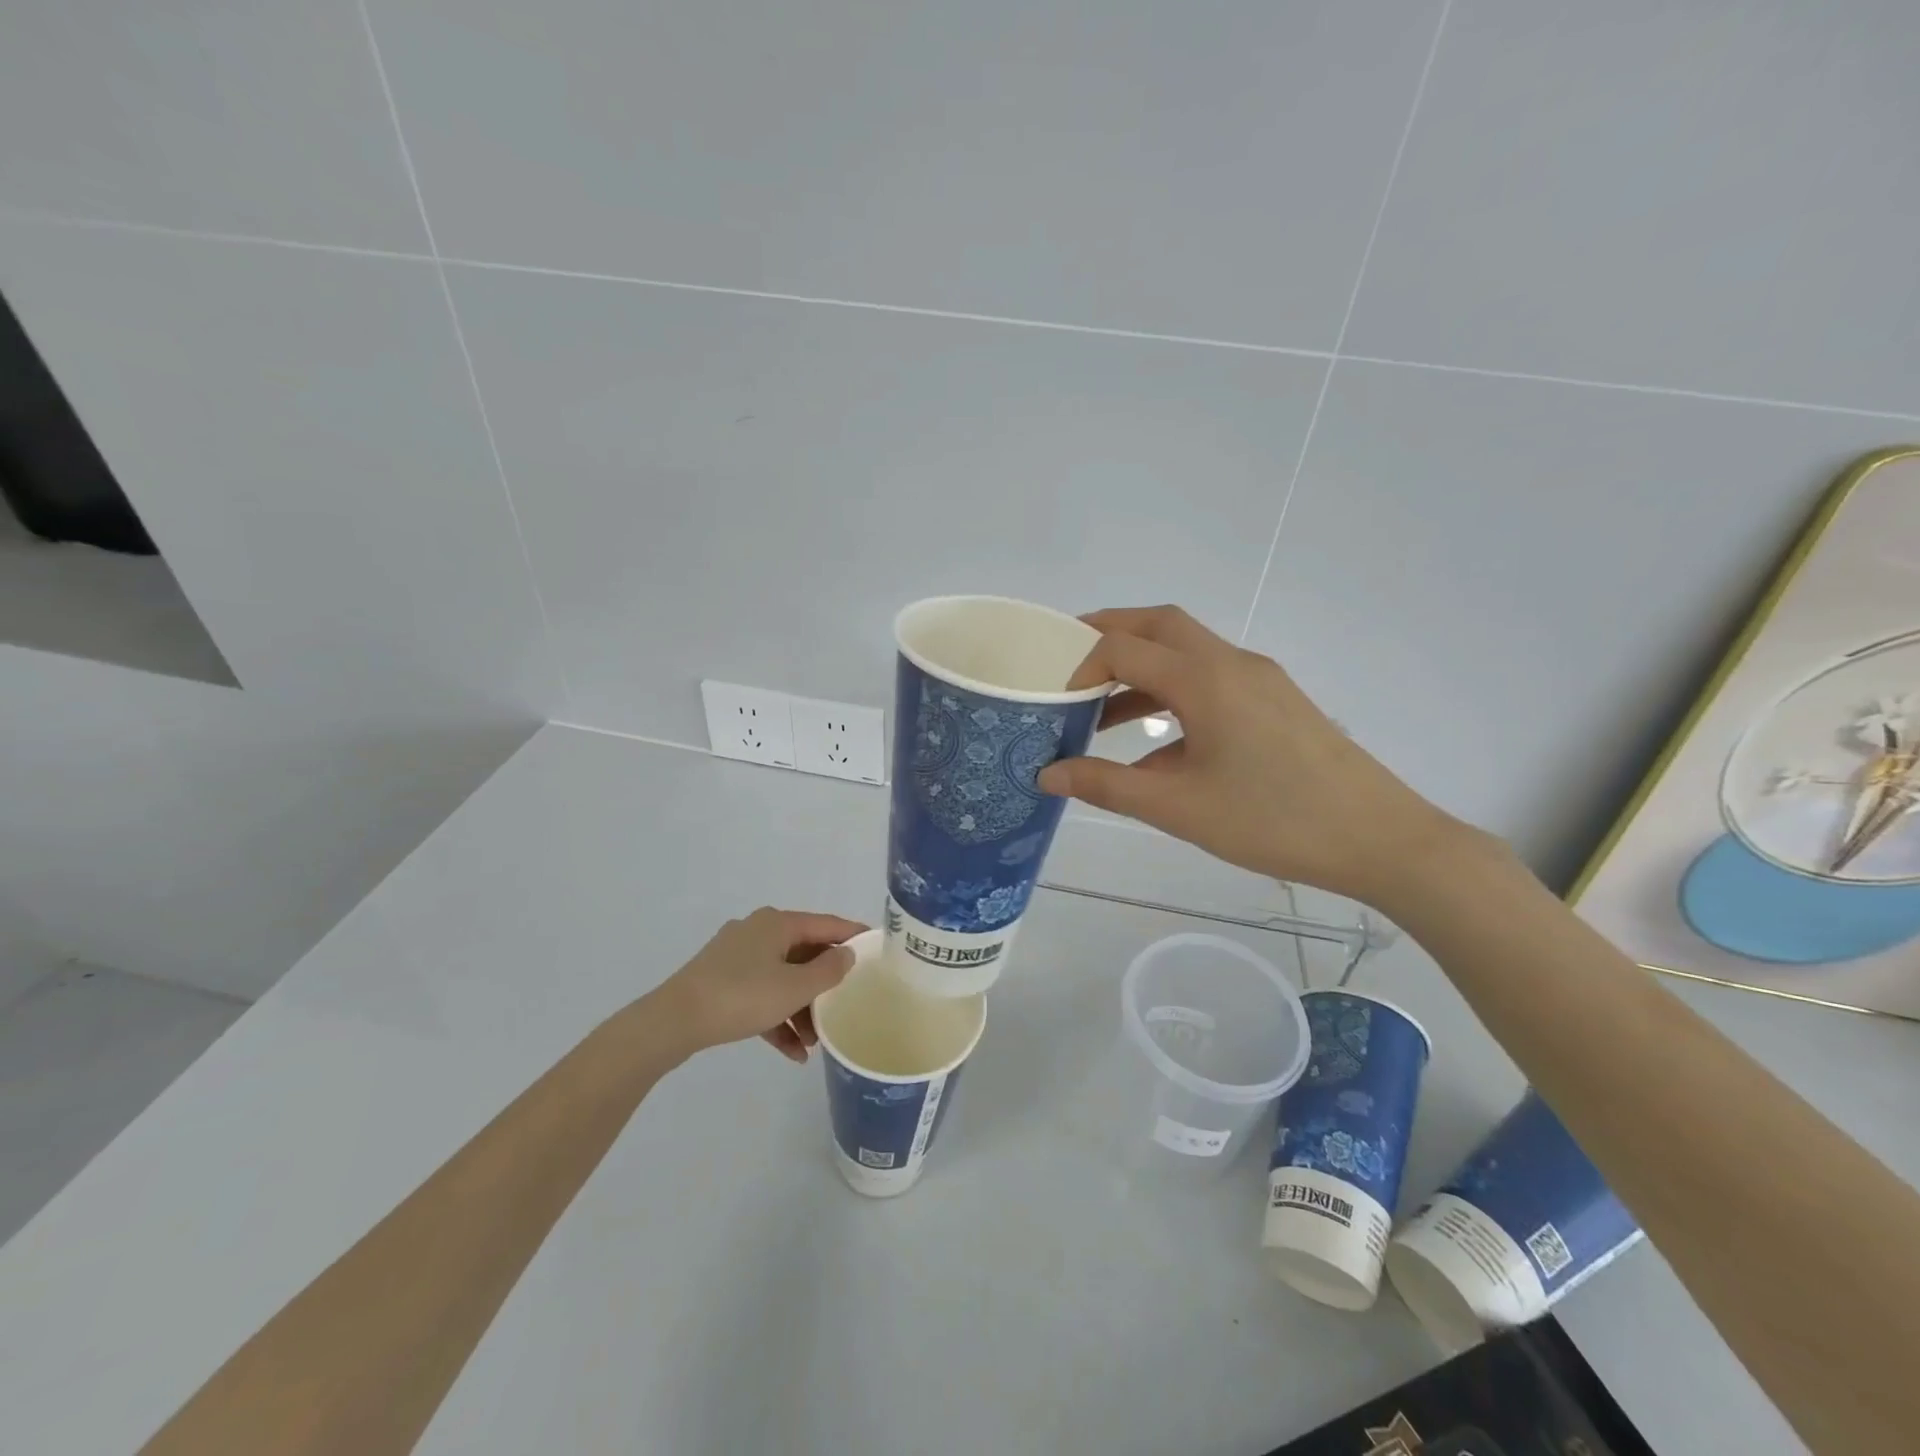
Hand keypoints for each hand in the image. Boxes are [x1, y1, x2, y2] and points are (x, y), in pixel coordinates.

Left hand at [649, 908, 867, 1062]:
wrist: (673, 1022)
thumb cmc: (742, 996)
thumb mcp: (794, 987)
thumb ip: (828, 971)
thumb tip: (847, 954)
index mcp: (777, 923)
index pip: (826, 925)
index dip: (853, 936)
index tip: (877, 949)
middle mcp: (759, 931)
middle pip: (804, 954)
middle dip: (824, 985)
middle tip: (846, 1005)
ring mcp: (737, 956)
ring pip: (782, 978)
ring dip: (801, 1008)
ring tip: (816, 1043)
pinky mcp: (721, 980)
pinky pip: (760, 994)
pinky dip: (777, 1017)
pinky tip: (792, 1052)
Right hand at [1036, 606, 1470, 906]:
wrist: (1378, 838)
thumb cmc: (1272, 820)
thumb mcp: (1178, 808)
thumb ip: (1107, 786)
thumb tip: (1047, 775)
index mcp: (1205, 679)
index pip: (1124, 647)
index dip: (1081, 668)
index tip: (1059, 705)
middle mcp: (1231, 663)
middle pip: (1159, 623)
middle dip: (1110, 633)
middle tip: (1069, 660)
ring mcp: (1259, 678)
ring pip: (1187, 649)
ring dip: (1142, 667)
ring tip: (1102, 710)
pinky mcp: (1275, 700)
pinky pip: (1211, 678)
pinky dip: (1172, 691)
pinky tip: (1158, 743)